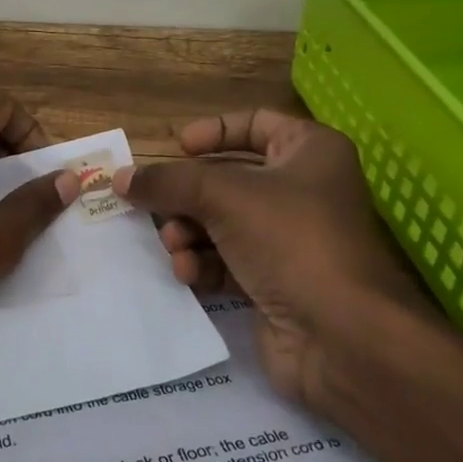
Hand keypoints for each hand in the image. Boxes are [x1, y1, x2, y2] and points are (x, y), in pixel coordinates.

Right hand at [114, 110, 462, 461]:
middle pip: (228, 178)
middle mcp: (303, 190)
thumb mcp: (222, 196)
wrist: (342, 338)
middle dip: (188, 195)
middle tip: (154, 206)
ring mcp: (290, 240)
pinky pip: (226, 260)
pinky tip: (188, 274)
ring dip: (189, 232)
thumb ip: (167, 182)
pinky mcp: (275, 282)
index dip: (214, 132)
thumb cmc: (291, 240)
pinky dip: (203, 263)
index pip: (255, 123)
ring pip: (221, 222)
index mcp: (309, 152)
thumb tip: (119, 178)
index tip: (176, 148)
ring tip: (175, 246)